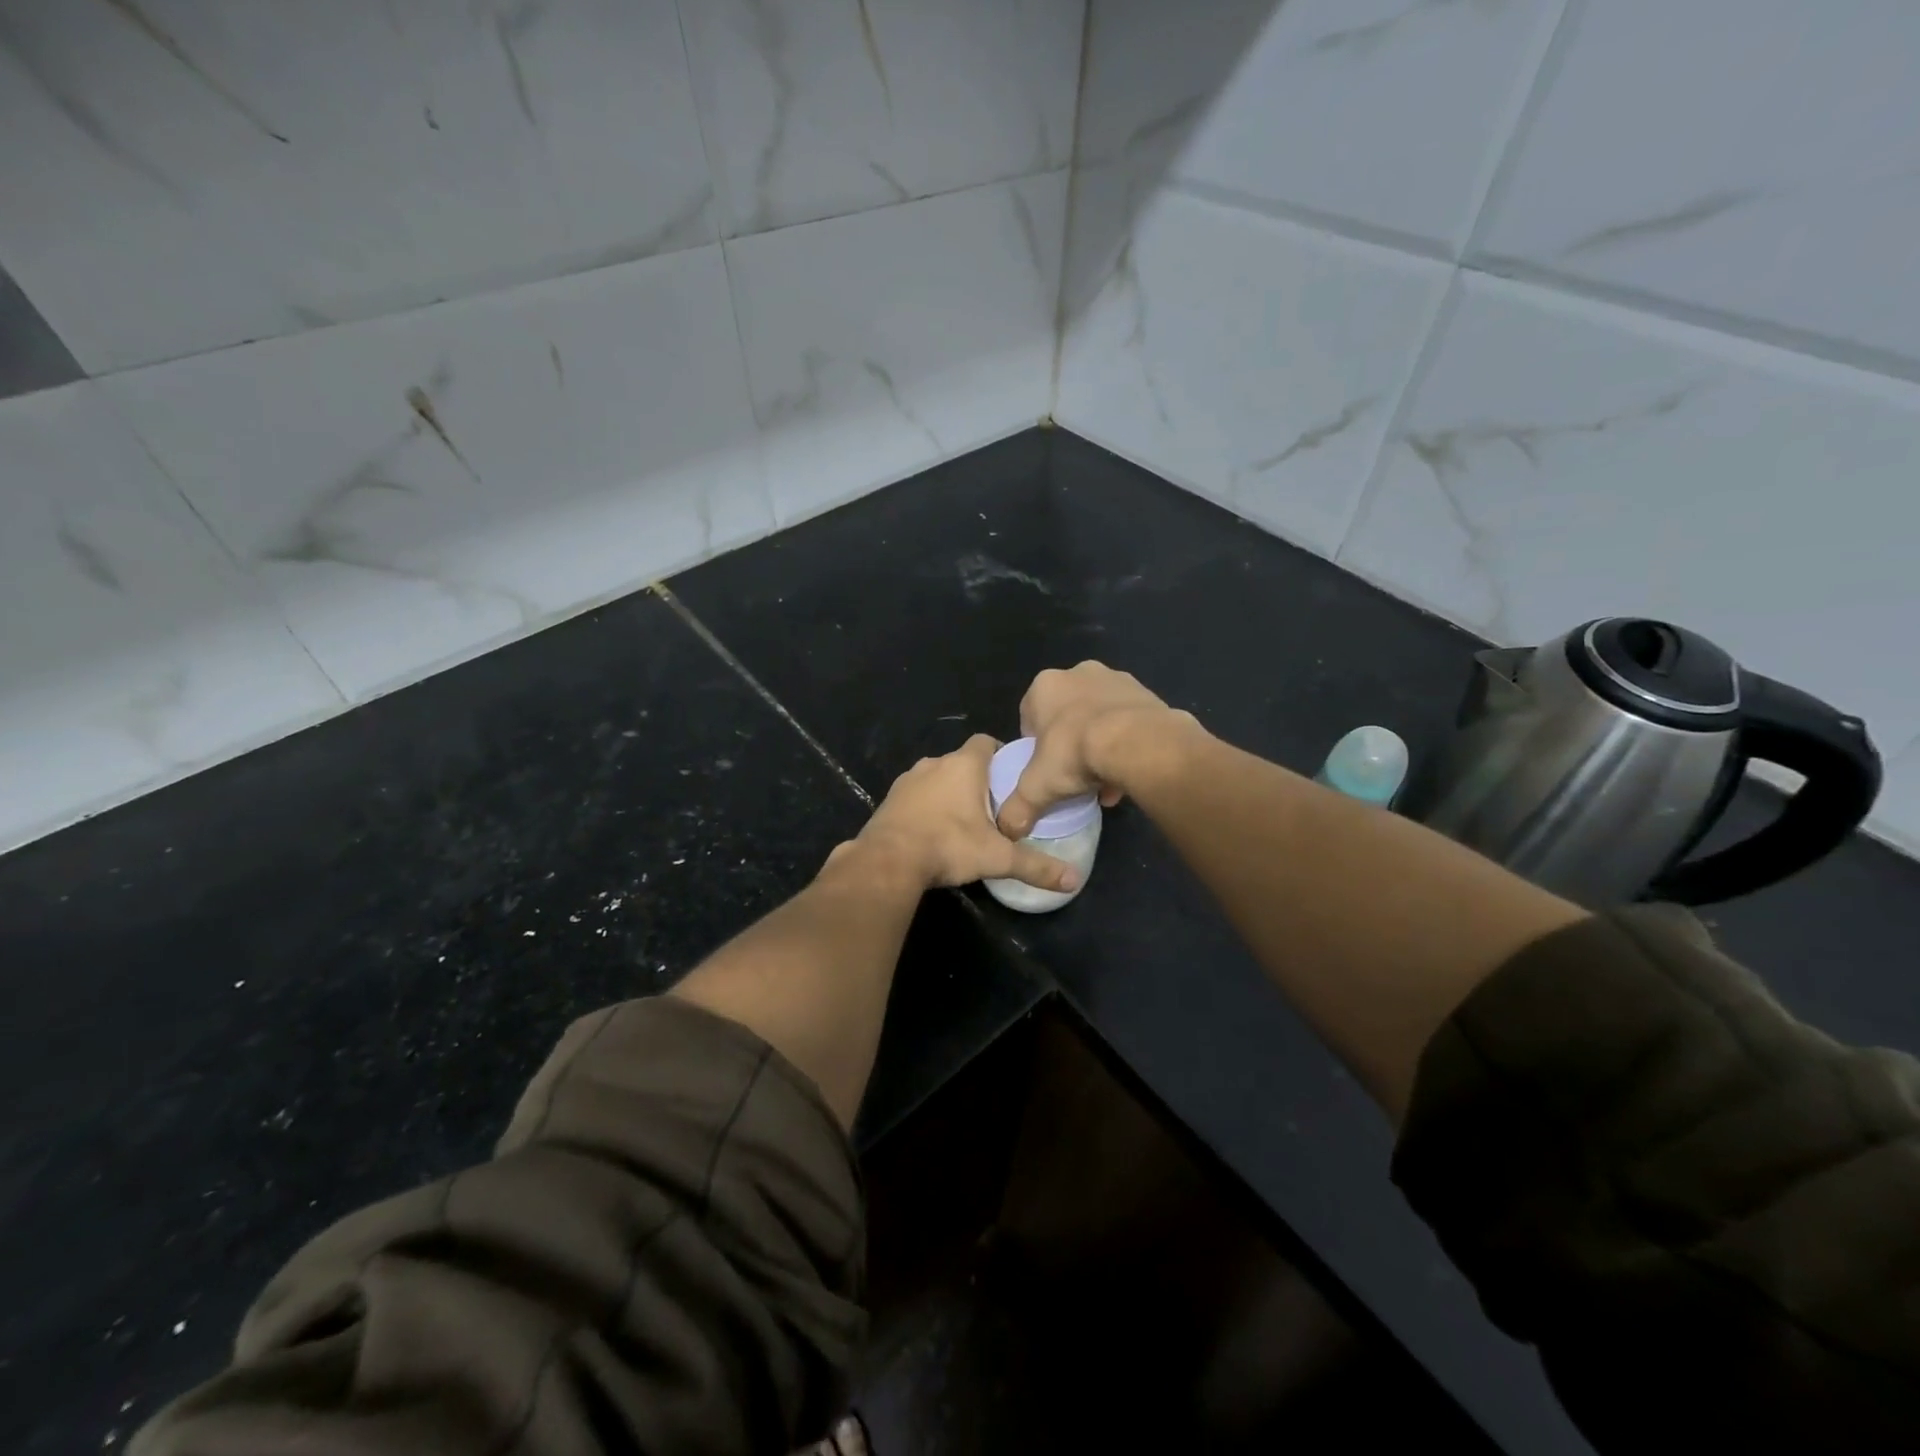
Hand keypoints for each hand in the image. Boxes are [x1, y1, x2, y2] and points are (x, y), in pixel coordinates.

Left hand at [851, 735, 1080, 892]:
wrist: (887, 861)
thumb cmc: (948, 845)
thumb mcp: (997, 858)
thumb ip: (1036, 866)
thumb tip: (1074, 880)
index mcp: (964, 765)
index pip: (986, 742)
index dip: (1000, 755)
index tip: (1011, 778)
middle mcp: (935, 763)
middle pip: (963, 762)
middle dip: (978, 779)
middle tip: (994, 807)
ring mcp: (908, 779)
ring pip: (937, 778)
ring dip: (949, 793)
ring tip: (964, 822)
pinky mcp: (890, 799)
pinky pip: (916, 795)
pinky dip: (926, 807)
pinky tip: (933, 832)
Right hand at [997, 662, 1194, 838]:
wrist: (1136, 742)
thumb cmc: (1074, 753)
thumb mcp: (1037, 787)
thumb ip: (1017, 808)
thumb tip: (1007, 830)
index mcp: (1045, 686)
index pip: (1030, 716)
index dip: (1035, 746)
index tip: (1044, 769)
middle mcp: (1079, 673)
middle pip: (1067, 715)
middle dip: (1070, 743)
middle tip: (1074, 774)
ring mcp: (1116, 679)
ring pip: (1100, 717)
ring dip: (1100, 744)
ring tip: (1104, 781)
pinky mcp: (1146, 693)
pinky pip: (1128, 721)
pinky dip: (1126, 743)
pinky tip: (1126, 773)